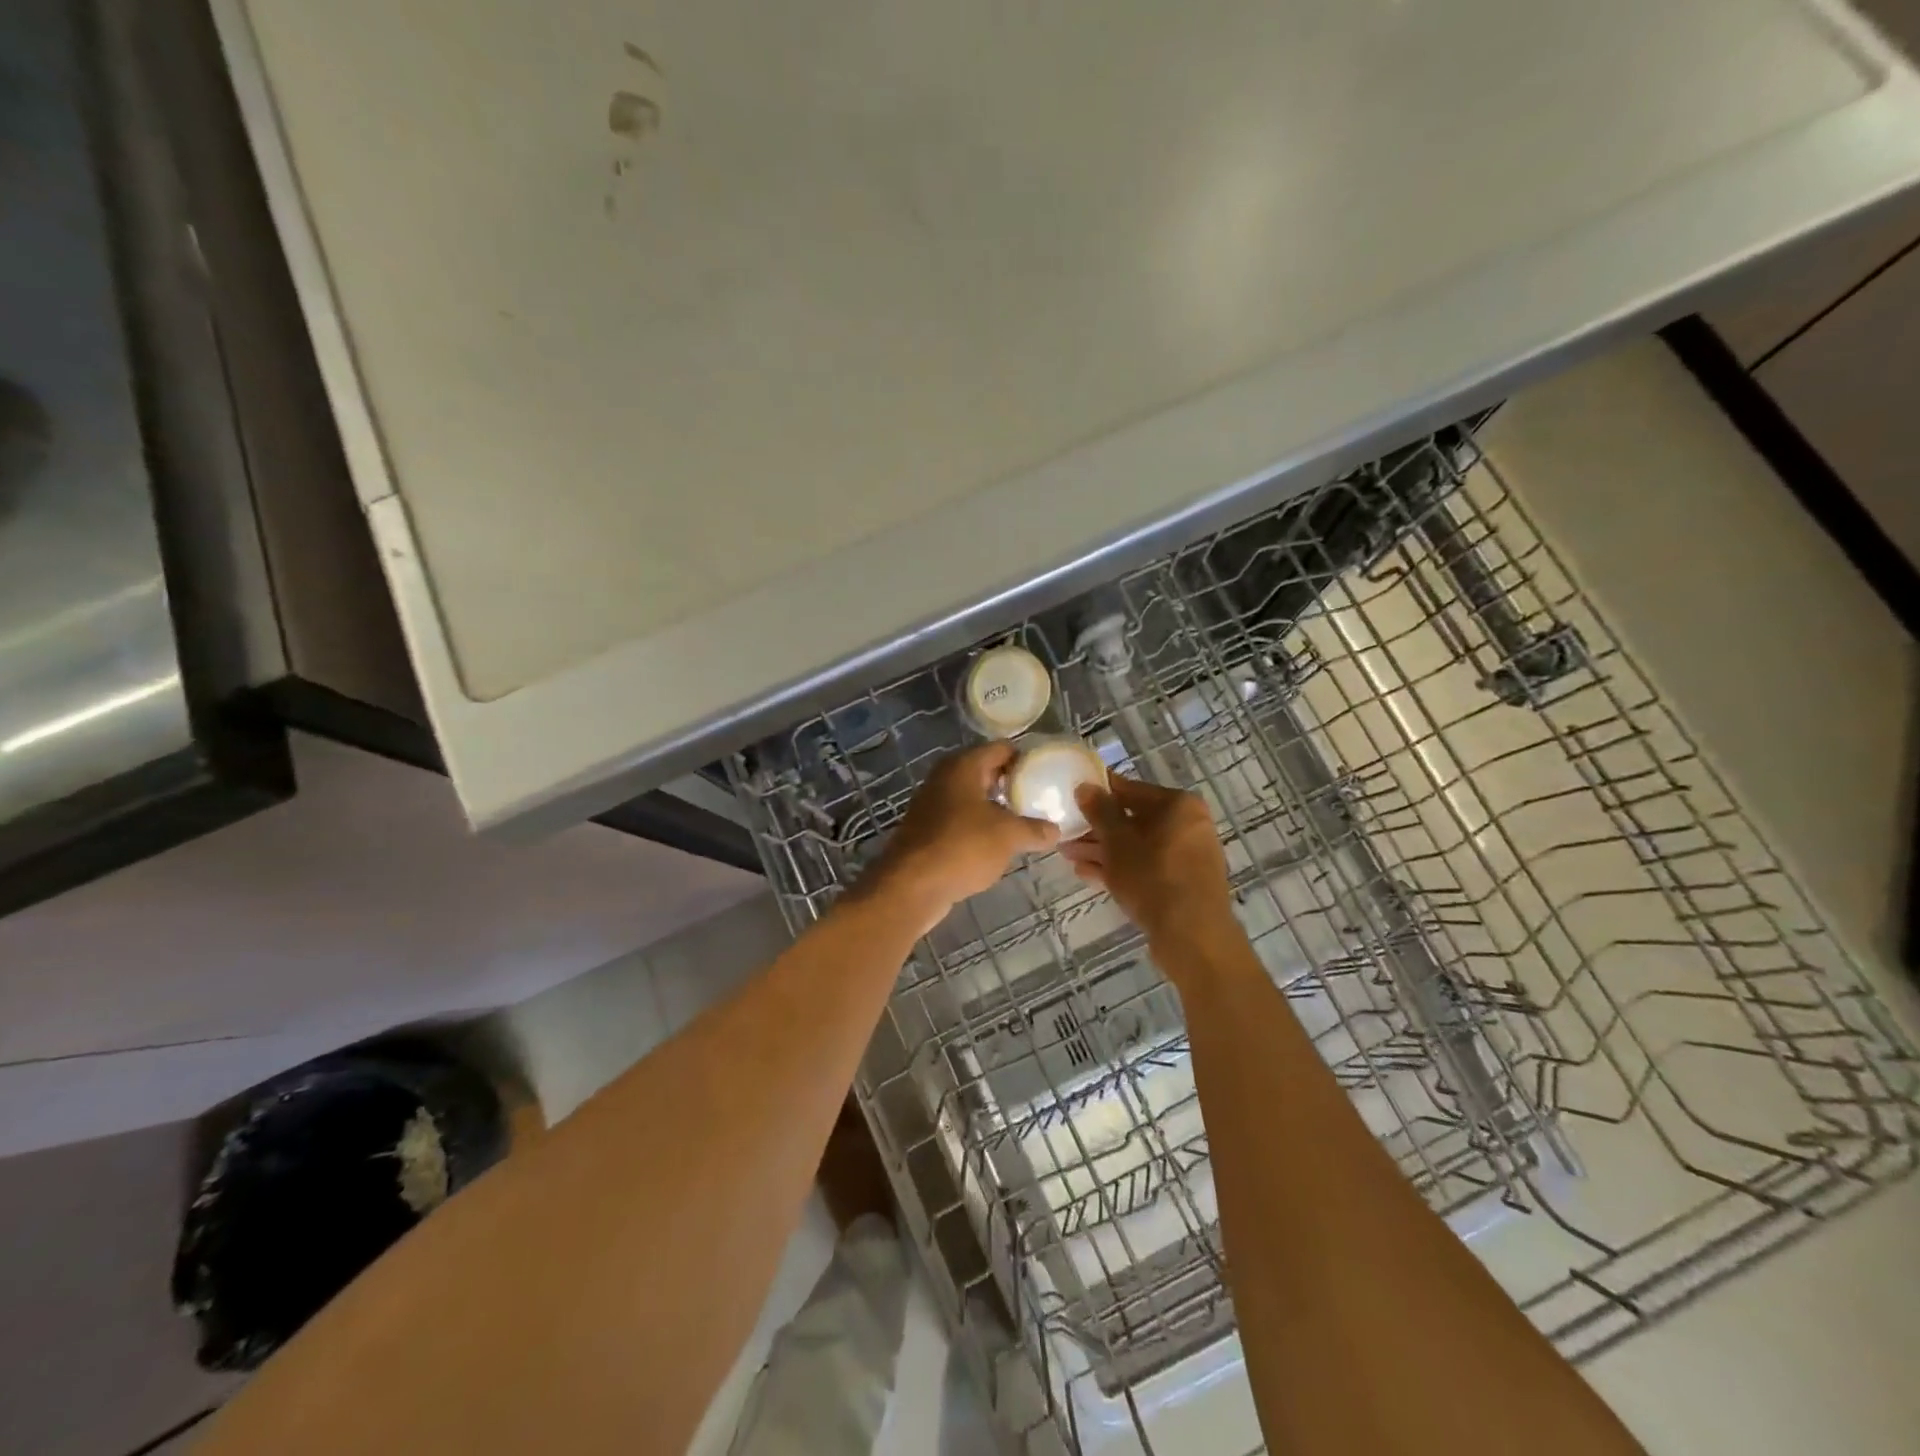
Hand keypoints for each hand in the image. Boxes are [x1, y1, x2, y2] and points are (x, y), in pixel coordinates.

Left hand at [857, 742, 1059, 933]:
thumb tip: (1055, 830)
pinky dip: (980, 827)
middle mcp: (945, 777)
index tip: (1048, 775)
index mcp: (963, 766)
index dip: (1026, 759)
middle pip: (986, 772)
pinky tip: (997, 844)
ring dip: (996, 808)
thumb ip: (1034, 829)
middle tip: (1040, 800)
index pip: (1001, 749)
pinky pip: (961, 820)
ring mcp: (932, 804)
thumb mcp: (1008, 836)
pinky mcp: (927, 830)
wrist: (911, 886)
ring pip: (973, 798)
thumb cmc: (962, 847)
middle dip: (1012, 785)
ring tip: (1025, 823)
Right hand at [1062, 774, 1239, 960]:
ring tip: (1069, 856)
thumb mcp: (1117, 841)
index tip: (1072, 799)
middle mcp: (1188, 825)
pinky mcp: (1182, 884)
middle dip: (1096, 829)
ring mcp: (1187, 856)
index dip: (1098, 794)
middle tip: (1066, 835)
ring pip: (1137, 846)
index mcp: (1178, 805)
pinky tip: (1088, 875)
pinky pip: (1146, 867)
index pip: (1130, 789)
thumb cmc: (1153, 877)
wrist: (1193, 936)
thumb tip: (1085, 786)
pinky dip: (1121, 868)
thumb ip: (1099, 811)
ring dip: (1103, 851)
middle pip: (1133, 820)